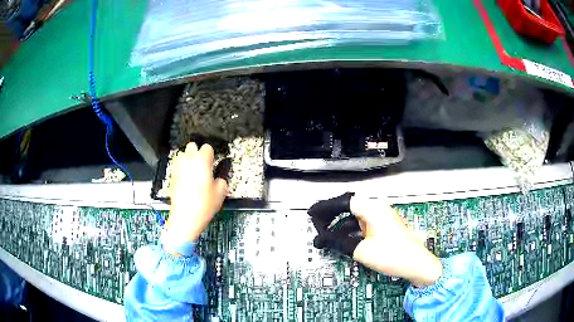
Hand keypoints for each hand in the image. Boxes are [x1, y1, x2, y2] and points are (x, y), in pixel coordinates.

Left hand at [165, 142, 227, 249]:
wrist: (185, 217)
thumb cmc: (203, 205)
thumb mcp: (220, 193)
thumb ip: (221, 181)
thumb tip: (218, 180)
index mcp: (202, 161)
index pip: (207, 147)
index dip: (211, 155)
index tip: (213, 162)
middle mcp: (188, 160)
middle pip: (192, 146)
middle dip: (198, 153)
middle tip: (203, 165)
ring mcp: (178, 167)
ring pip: (182, 154)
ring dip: (188, 159)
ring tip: (194, 171)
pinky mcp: (172, 175)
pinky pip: (177, 165)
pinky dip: (182, 168)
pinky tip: (187, 179)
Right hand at [308, 193, 441, 286]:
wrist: (416, 264)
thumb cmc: (391, 255)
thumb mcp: (361, 250)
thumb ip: (338, 242)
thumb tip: (320, 240)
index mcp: (373, 209)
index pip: (344, 201)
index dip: (326, 207)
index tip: (312, 214)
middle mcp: (378, 208)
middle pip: (350, 206)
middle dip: (332, 216)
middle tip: (318, 226)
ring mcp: (382, 217)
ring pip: (356, 216)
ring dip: (341, 224)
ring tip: (327, 235)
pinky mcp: (384, 226)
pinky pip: (363, 223)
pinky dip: (351, 230)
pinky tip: (343, 239)